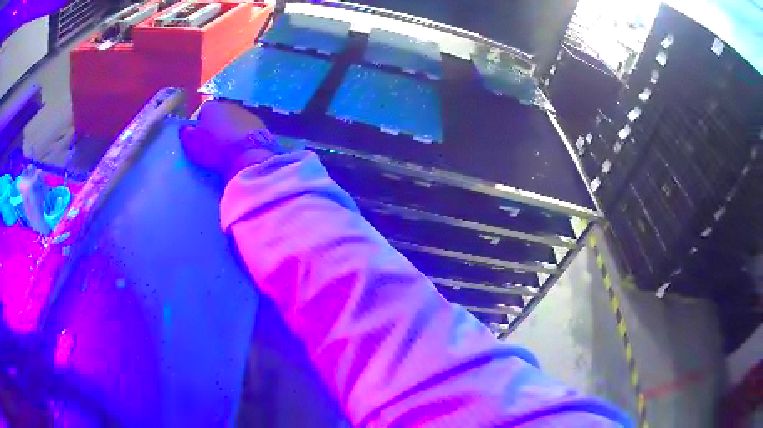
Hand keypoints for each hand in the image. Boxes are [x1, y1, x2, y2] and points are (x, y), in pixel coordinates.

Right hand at [180, 101, 275, 180]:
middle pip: (220, 114)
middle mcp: (230, 105)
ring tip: (229, 148)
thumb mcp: (193, 144)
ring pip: (235, 120)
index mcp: (212, 106)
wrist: (249, 154)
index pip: (203, 111)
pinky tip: (243, 149)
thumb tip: (185, 128)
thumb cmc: (215, 148)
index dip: (200, 124)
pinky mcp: (261, 125)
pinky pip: (247, 130)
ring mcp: (247, 113)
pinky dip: (244, 136)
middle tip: (214, 143)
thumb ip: (187, 134)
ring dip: (232, 130)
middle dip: (217, 125)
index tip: (200, 138)